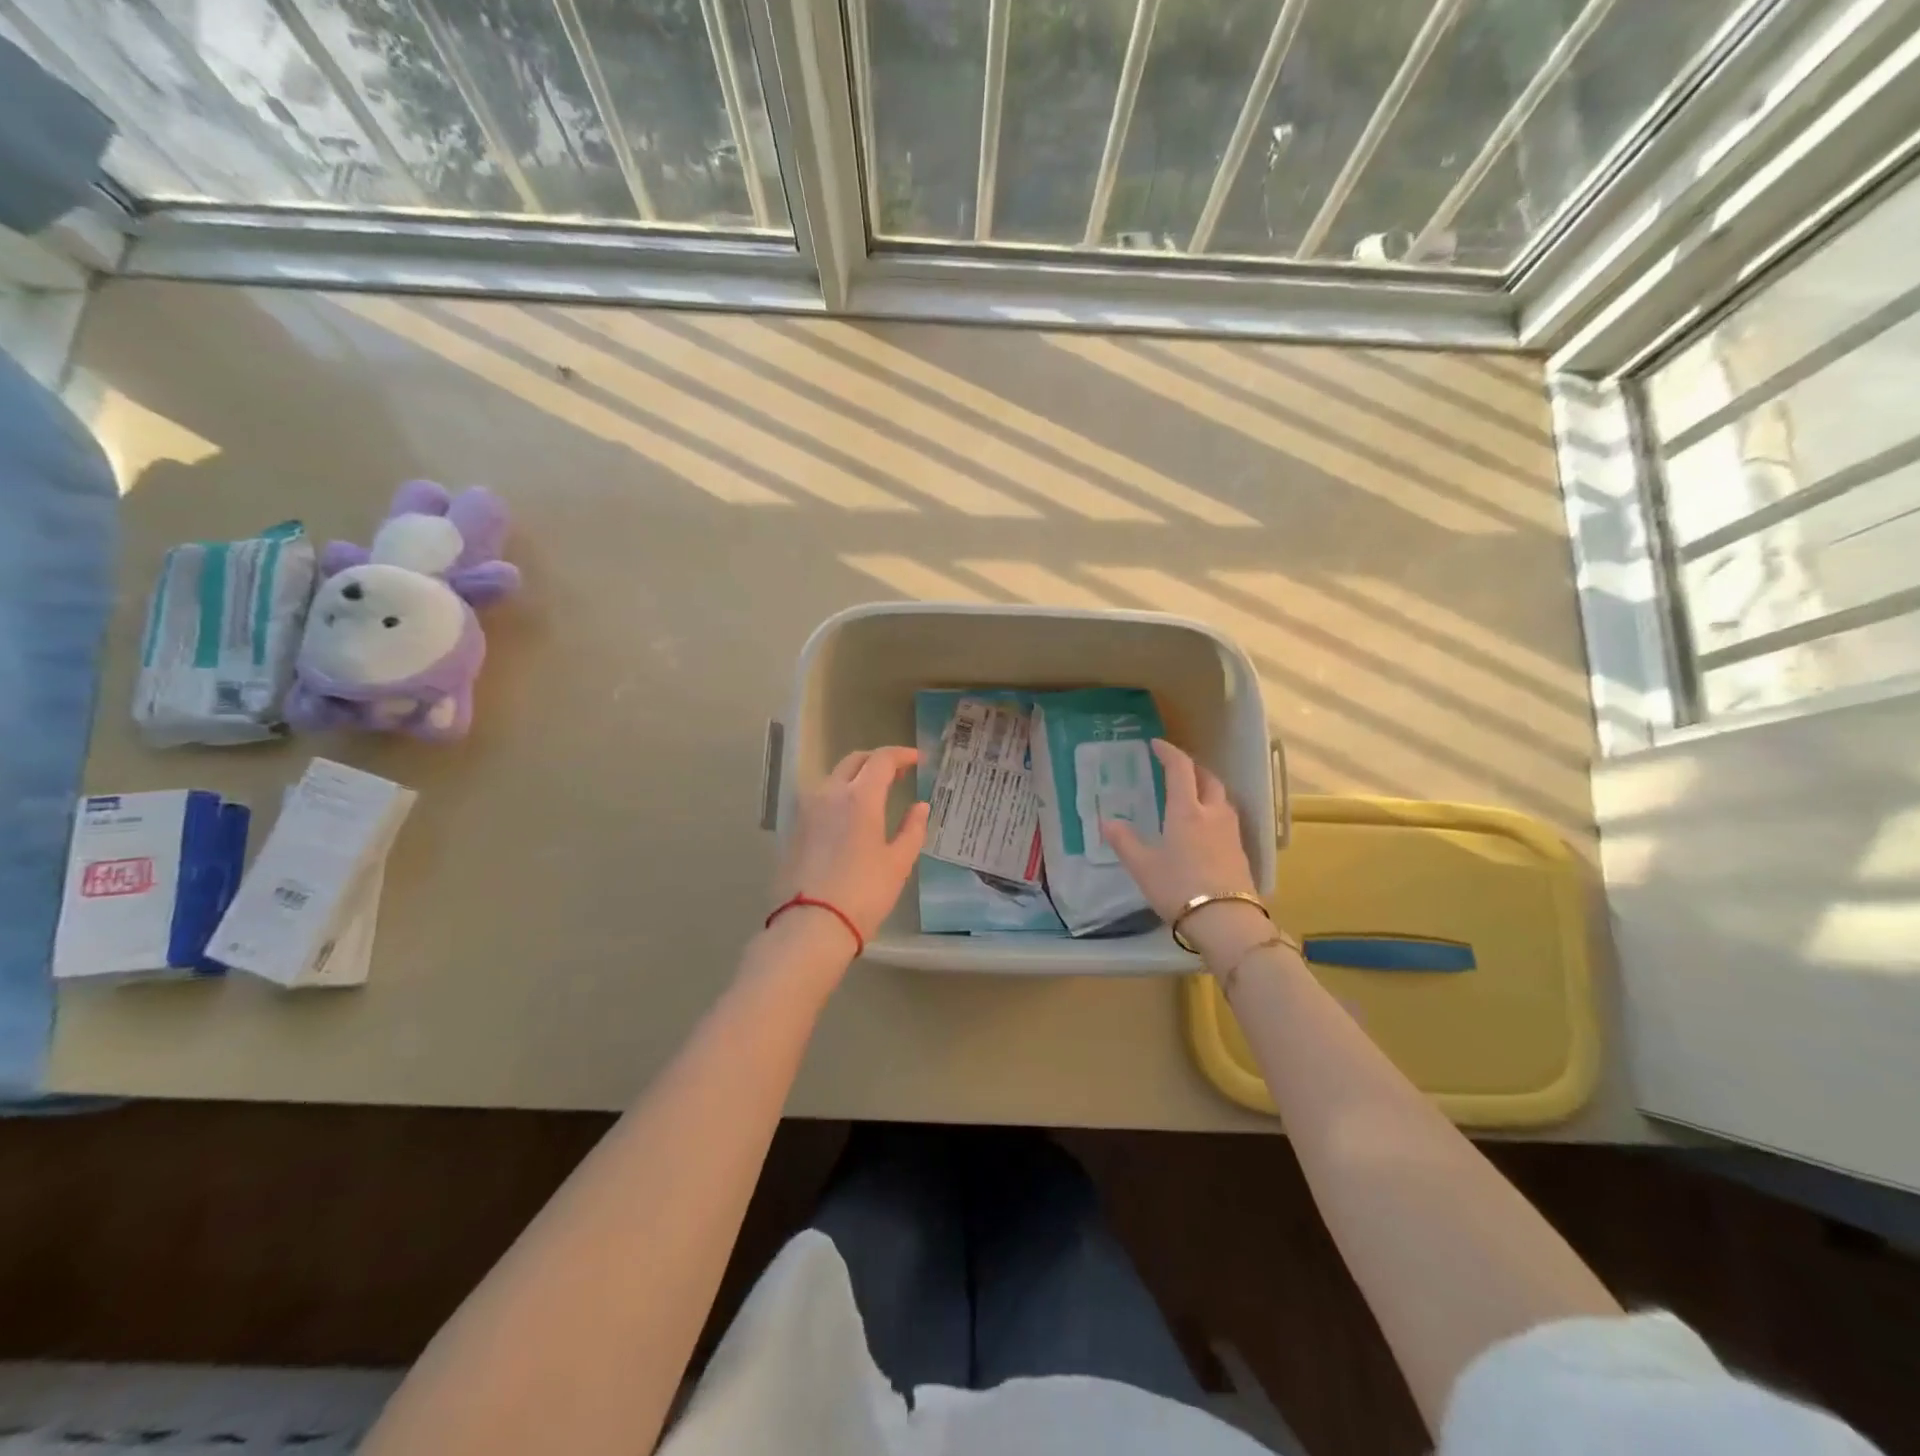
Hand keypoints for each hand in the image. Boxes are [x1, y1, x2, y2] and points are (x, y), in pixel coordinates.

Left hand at [770, 747, 929, 957]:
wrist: (810, 926)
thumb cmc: (863, 893)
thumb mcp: (898, 863)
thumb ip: (912, 829)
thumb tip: (920, 807)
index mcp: (859, 797)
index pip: (882, 760)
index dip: (902, 755)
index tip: (918, 760)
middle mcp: (829, 793)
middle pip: (854, 761)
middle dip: (877, 761)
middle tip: (898, 772)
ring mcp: (807, 810)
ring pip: (833, 778)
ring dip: (856, 776)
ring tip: (875, 793)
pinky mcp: (794, 828)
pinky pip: (820, 798)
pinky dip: (839, 795)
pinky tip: (850, 815)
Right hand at [1104, 740, 1267, 956]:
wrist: (1226, 920)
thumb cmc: (1178, 887)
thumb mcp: (1142, 866)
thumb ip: (1124, 841)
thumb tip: (1106, 821)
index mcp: (1186, 810)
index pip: (1180, 769)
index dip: (1169, 752)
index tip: (1157, 744)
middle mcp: (1212, 813)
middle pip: (1208, 779)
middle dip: (1192, 768)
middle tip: (1176, 769)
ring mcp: (1231, 832)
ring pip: (1222, 798)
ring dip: (1207, 789)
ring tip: (1192, 796)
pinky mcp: (1240, 851)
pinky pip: (1227, 819)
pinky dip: (1215, 811)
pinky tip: (1205, 828)